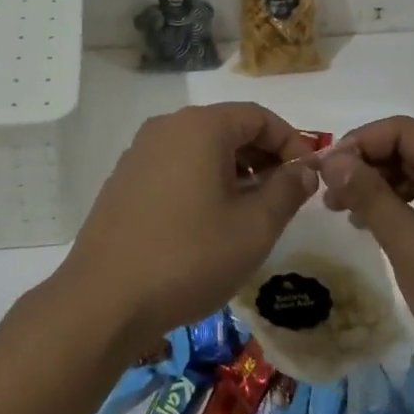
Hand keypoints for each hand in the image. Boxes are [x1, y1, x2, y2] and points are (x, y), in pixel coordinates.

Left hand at [54, 103, 318, 354]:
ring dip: (233, 172)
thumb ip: (286, 191)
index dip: (290, 142)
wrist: (105, 297)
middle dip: (262, 158)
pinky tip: (208, 223)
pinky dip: (201, 181)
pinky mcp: (125, 178)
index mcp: (200, 126)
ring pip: (200, 149)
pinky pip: (175, 166)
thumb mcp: (253, 228)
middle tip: (284, 199)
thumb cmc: (189, 257)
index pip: (257, 116)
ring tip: (250, 215)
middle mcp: (167, 127)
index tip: (308, 176)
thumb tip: (304, 169)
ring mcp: (140, 151)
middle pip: (227, 128)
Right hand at [320, 116, 413, 409]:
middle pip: (410, 151)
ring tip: (347, 216)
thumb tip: (332, 160)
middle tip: (329, 199)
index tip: (325, 173)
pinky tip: (379, 232)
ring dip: (380, 190)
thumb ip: (370, 195)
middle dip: (366, 167)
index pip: (401, 130)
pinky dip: (402, 211)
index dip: (358, 143)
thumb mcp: (411, 244)